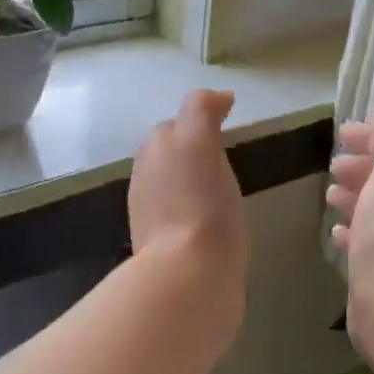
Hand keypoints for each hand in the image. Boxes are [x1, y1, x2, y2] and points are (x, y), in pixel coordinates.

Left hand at [129, 89, 248, 312]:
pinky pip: (182, 217)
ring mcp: (152, 217)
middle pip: (169, 154)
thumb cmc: (200, 203)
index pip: (175, 125)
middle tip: (225, 155)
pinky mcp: (166, 250)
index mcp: (153, 152)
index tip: (228, 124)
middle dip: (191, 150)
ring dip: (192, 182)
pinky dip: (196, 212)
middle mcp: (145, 179)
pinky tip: (216, 222)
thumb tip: (219, 96)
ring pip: (173, 186)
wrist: (190, 277)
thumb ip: (202, 110)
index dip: (199, 121)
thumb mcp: (199, 141)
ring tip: (223, 189)